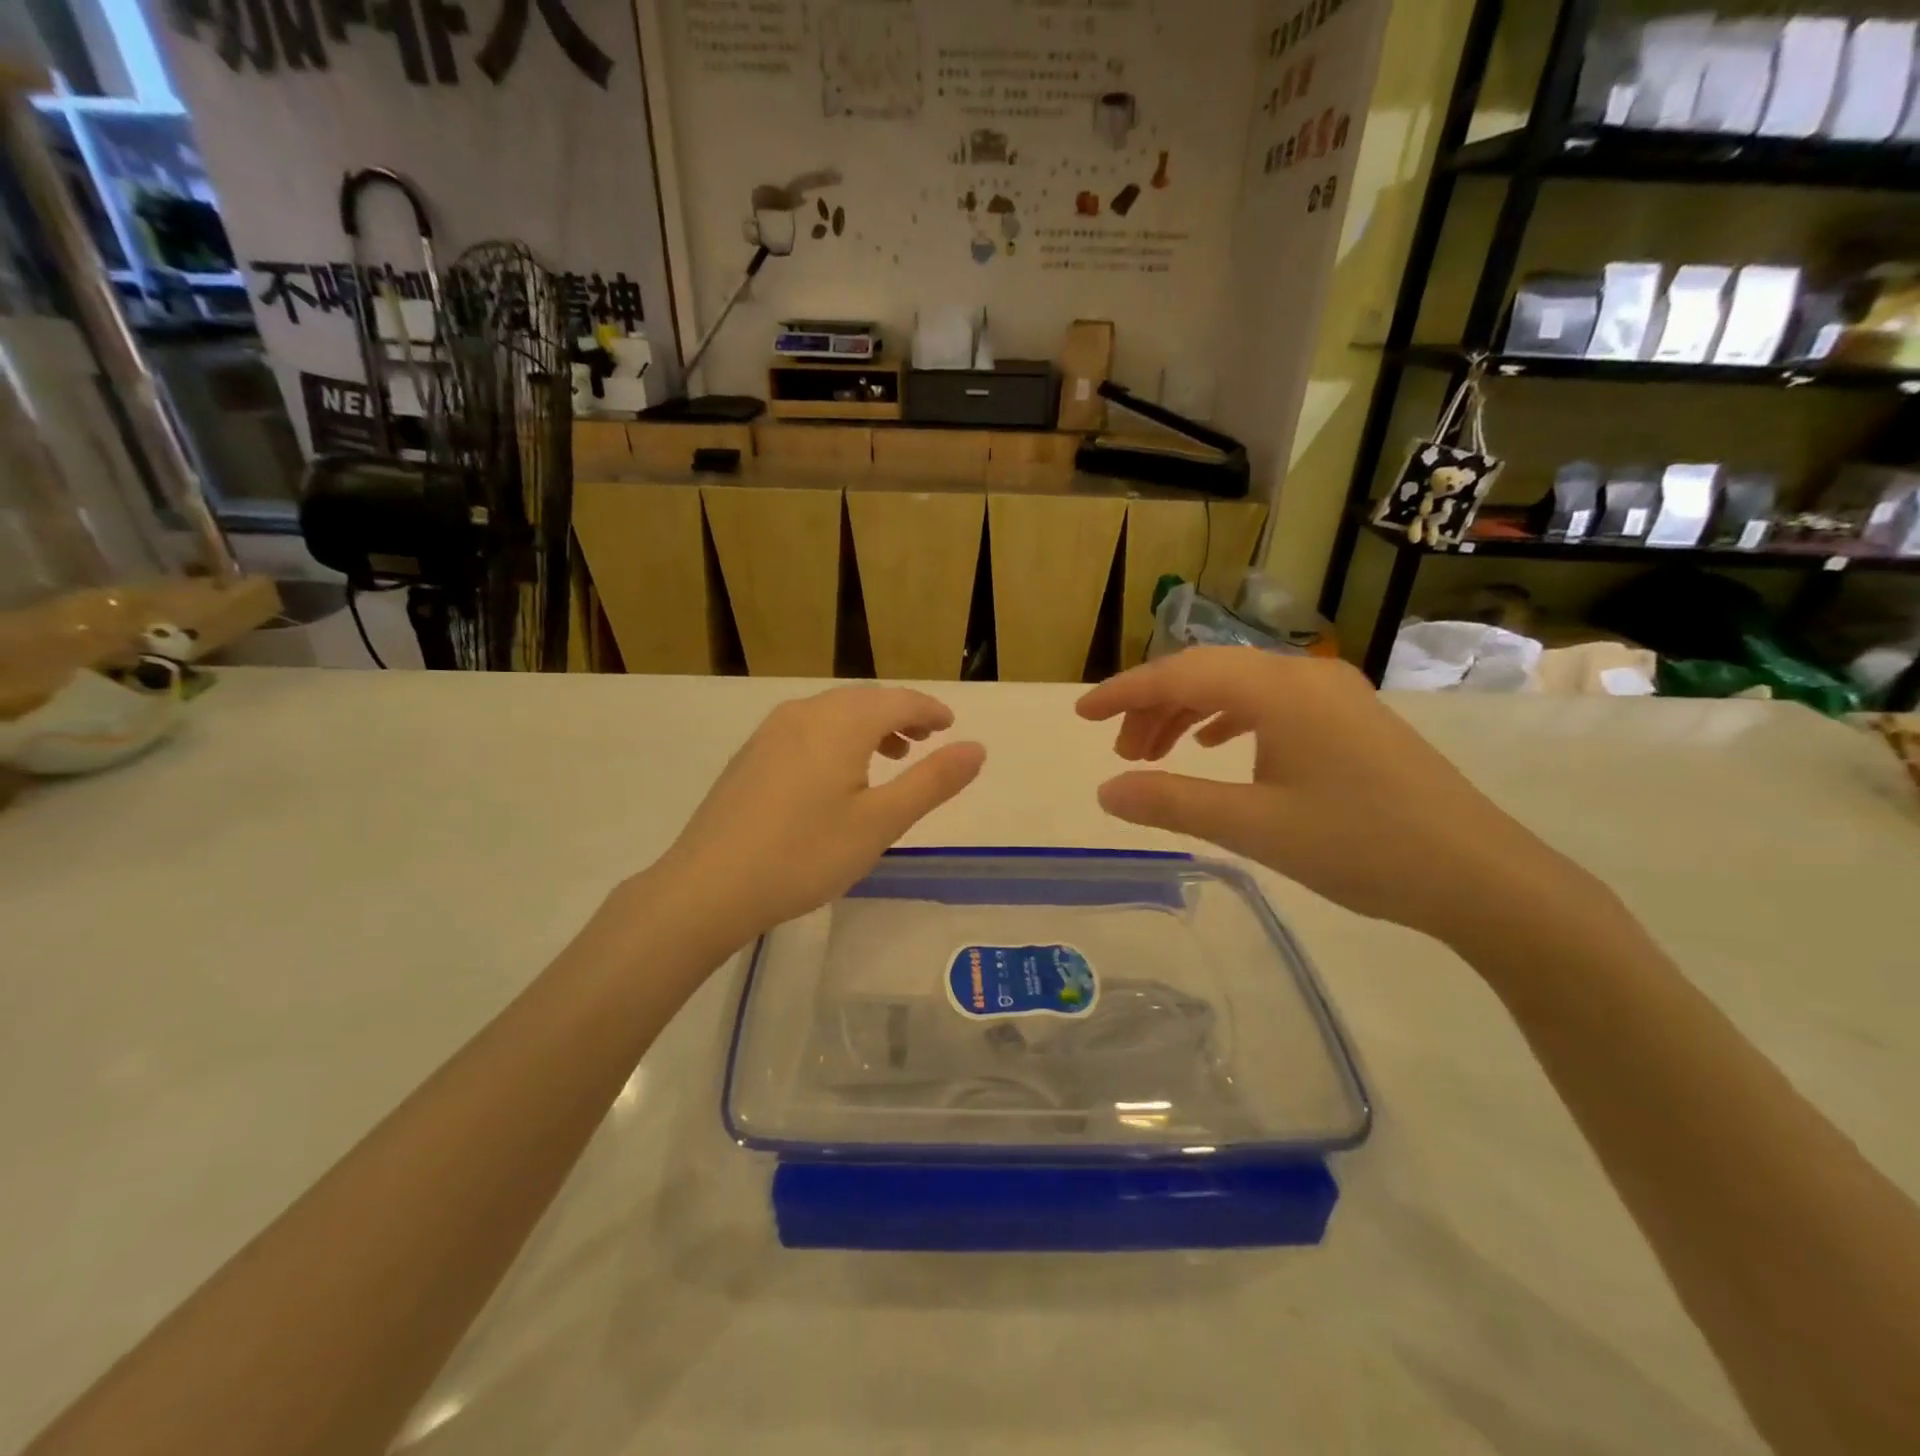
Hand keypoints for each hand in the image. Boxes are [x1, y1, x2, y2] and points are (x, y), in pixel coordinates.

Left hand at [653, 686, 985, 941]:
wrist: (708, 887)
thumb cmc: (805, 855)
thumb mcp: (880, 823)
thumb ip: (932, 782)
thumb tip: (977, 747)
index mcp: (841, 723)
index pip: (899, 700)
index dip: (929, 710)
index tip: (951, 726)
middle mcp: (805, 713)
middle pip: (865, 700)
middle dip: (900, 715)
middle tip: (925, 741)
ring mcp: (771, 732)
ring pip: (833, 713)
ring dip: (868, 726)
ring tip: (888, 757)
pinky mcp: (751, 755)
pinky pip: (807, 728)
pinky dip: (836, 737)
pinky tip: (836, 774)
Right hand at [1077, 648, 1588, 943]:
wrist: (1481, 876)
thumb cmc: (1361, 846)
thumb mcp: (1253, 827)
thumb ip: (1172, 803)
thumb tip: (1106, 792)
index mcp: (1278, 689)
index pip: (1180, 674)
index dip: (1124, 693)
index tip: (1080, 716)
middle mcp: (1304, 675)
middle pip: (1206, 673)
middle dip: (1154, 707)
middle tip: (1121, 753)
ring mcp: (1332, 694)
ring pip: (1238, 687)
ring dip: (1189, 715)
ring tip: (1158, 756)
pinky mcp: (1349, 718)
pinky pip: (1269, 703)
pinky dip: (1228, 721)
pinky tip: (1216, 748)